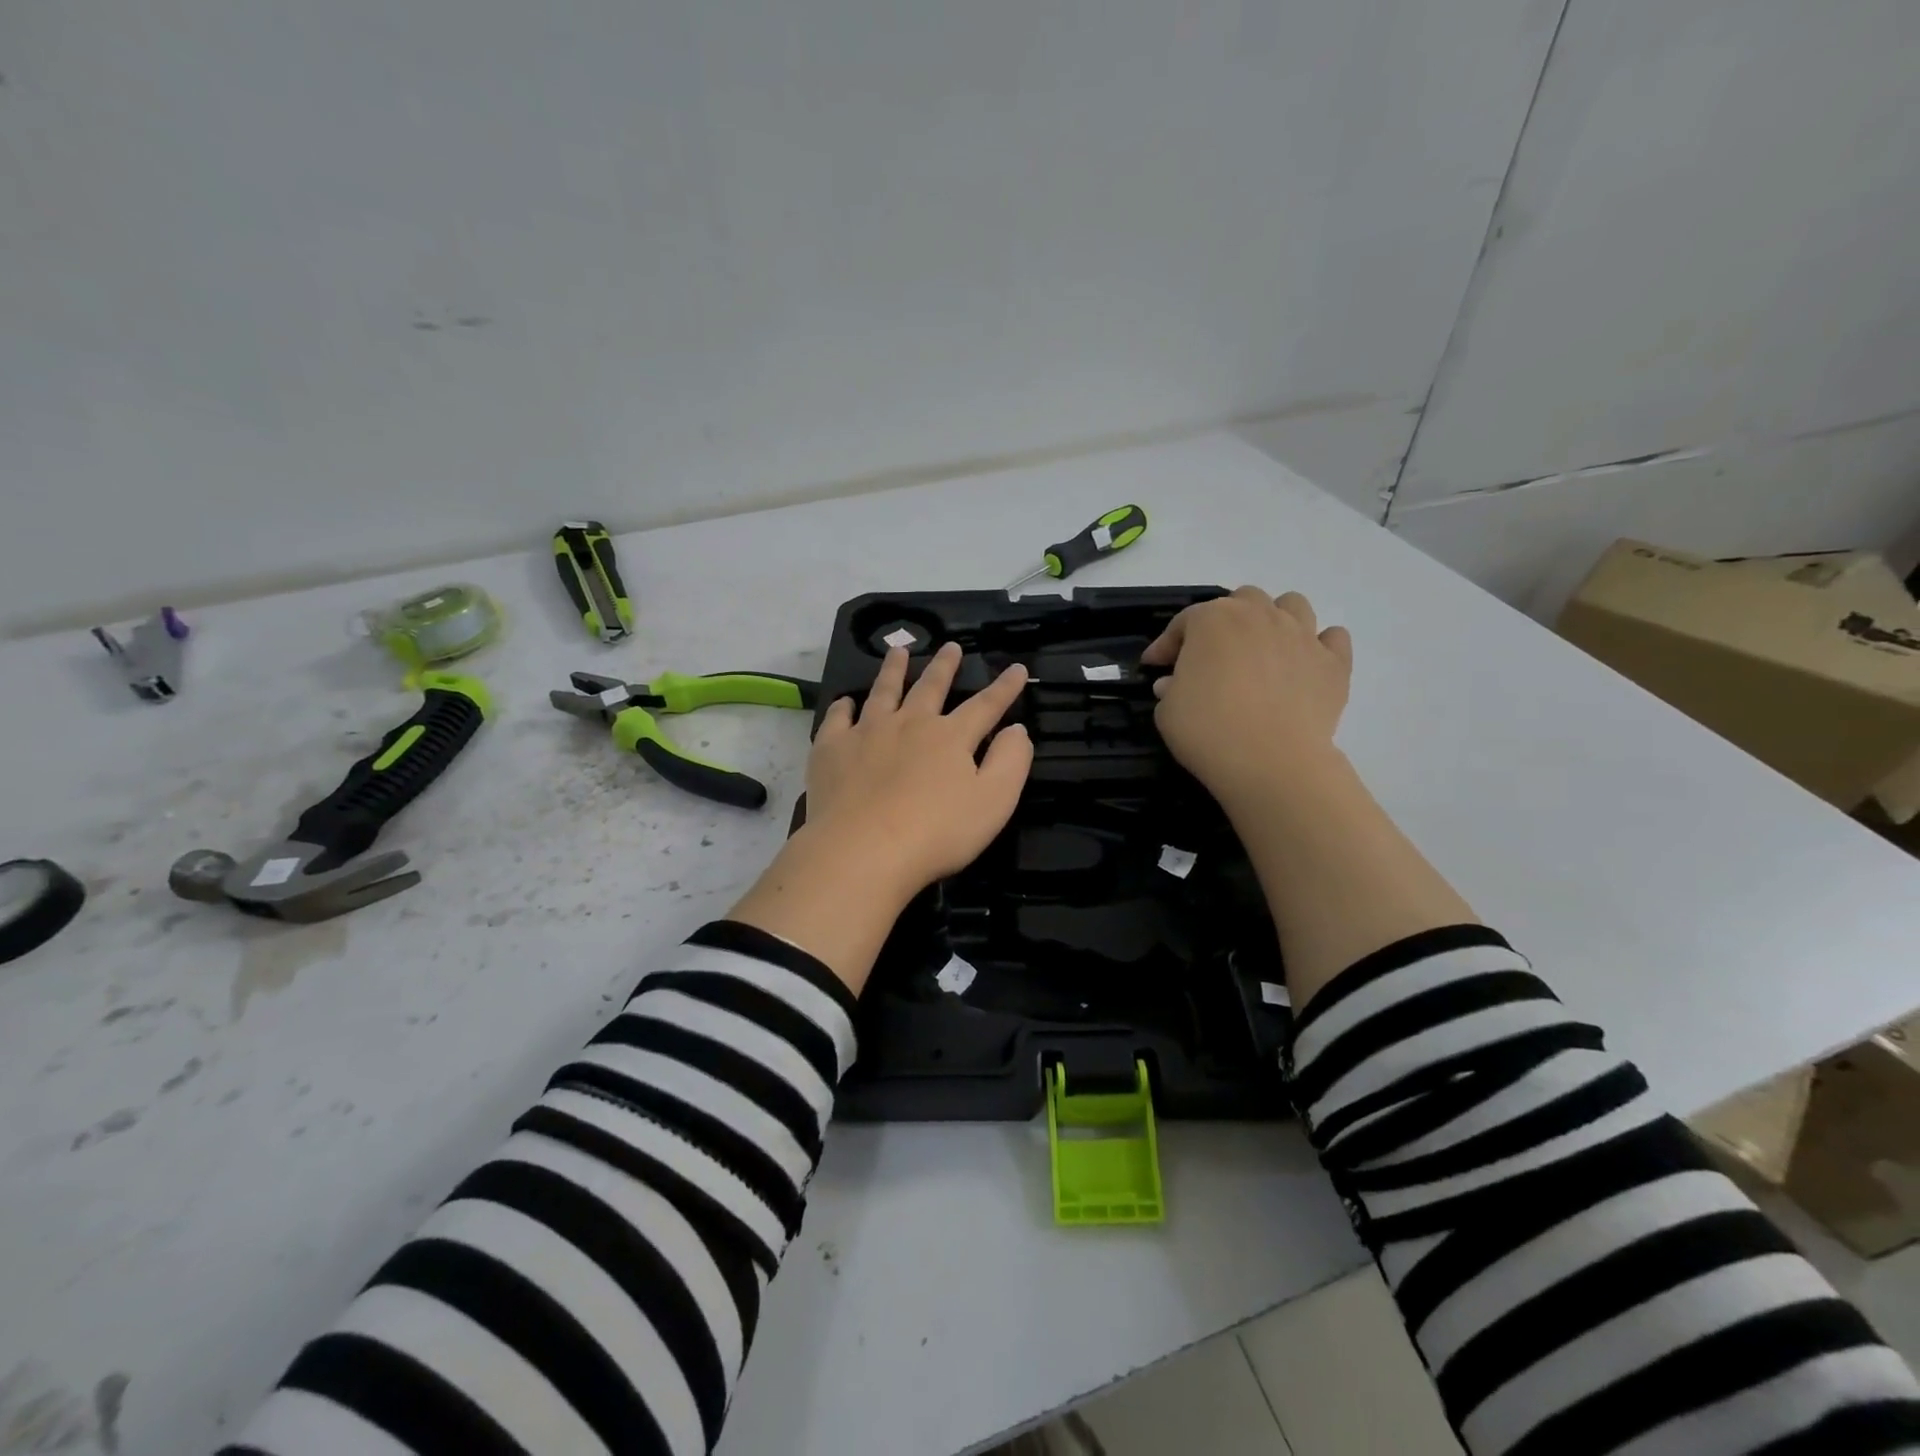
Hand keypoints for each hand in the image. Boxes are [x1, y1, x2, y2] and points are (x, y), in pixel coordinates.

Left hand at [804, 642, 1032, 894]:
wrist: (863, 850)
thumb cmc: (937, 832)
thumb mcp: (994, 801)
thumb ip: (1011, 761)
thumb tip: (1017, 729)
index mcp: (951, 737)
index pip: (985, 705)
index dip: (1004, 687)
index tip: (1016, 668)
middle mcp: (909, 724)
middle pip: (930, 687)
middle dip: (945, 666)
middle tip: (950, 646)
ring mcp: (867, 733)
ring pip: (883, 692)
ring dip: (893, 670)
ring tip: (898, 651)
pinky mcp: (832, 750)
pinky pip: (837, 720)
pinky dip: (842, 708)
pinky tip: (845, 702)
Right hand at [1140, 587, 1352, 807]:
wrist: (1271, 762)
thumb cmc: (1208, 730)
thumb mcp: (1167, 711)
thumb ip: (1170, 689)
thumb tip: (1175, 683)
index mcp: (1213, 620)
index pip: (1184, 622)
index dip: (1166, 644)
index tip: (1155, 666)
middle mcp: (1260, 615)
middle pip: (1243, 600)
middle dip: (1225, 621)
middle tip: (1213, 654)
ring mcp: (1302, 635)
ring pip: (1292, 605)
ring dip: (1275, 619)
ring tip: (1263, 649)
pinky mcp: (1334, 662)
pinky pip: (1333, 638)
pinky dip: (1319, 646)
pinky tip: (1305, 664)